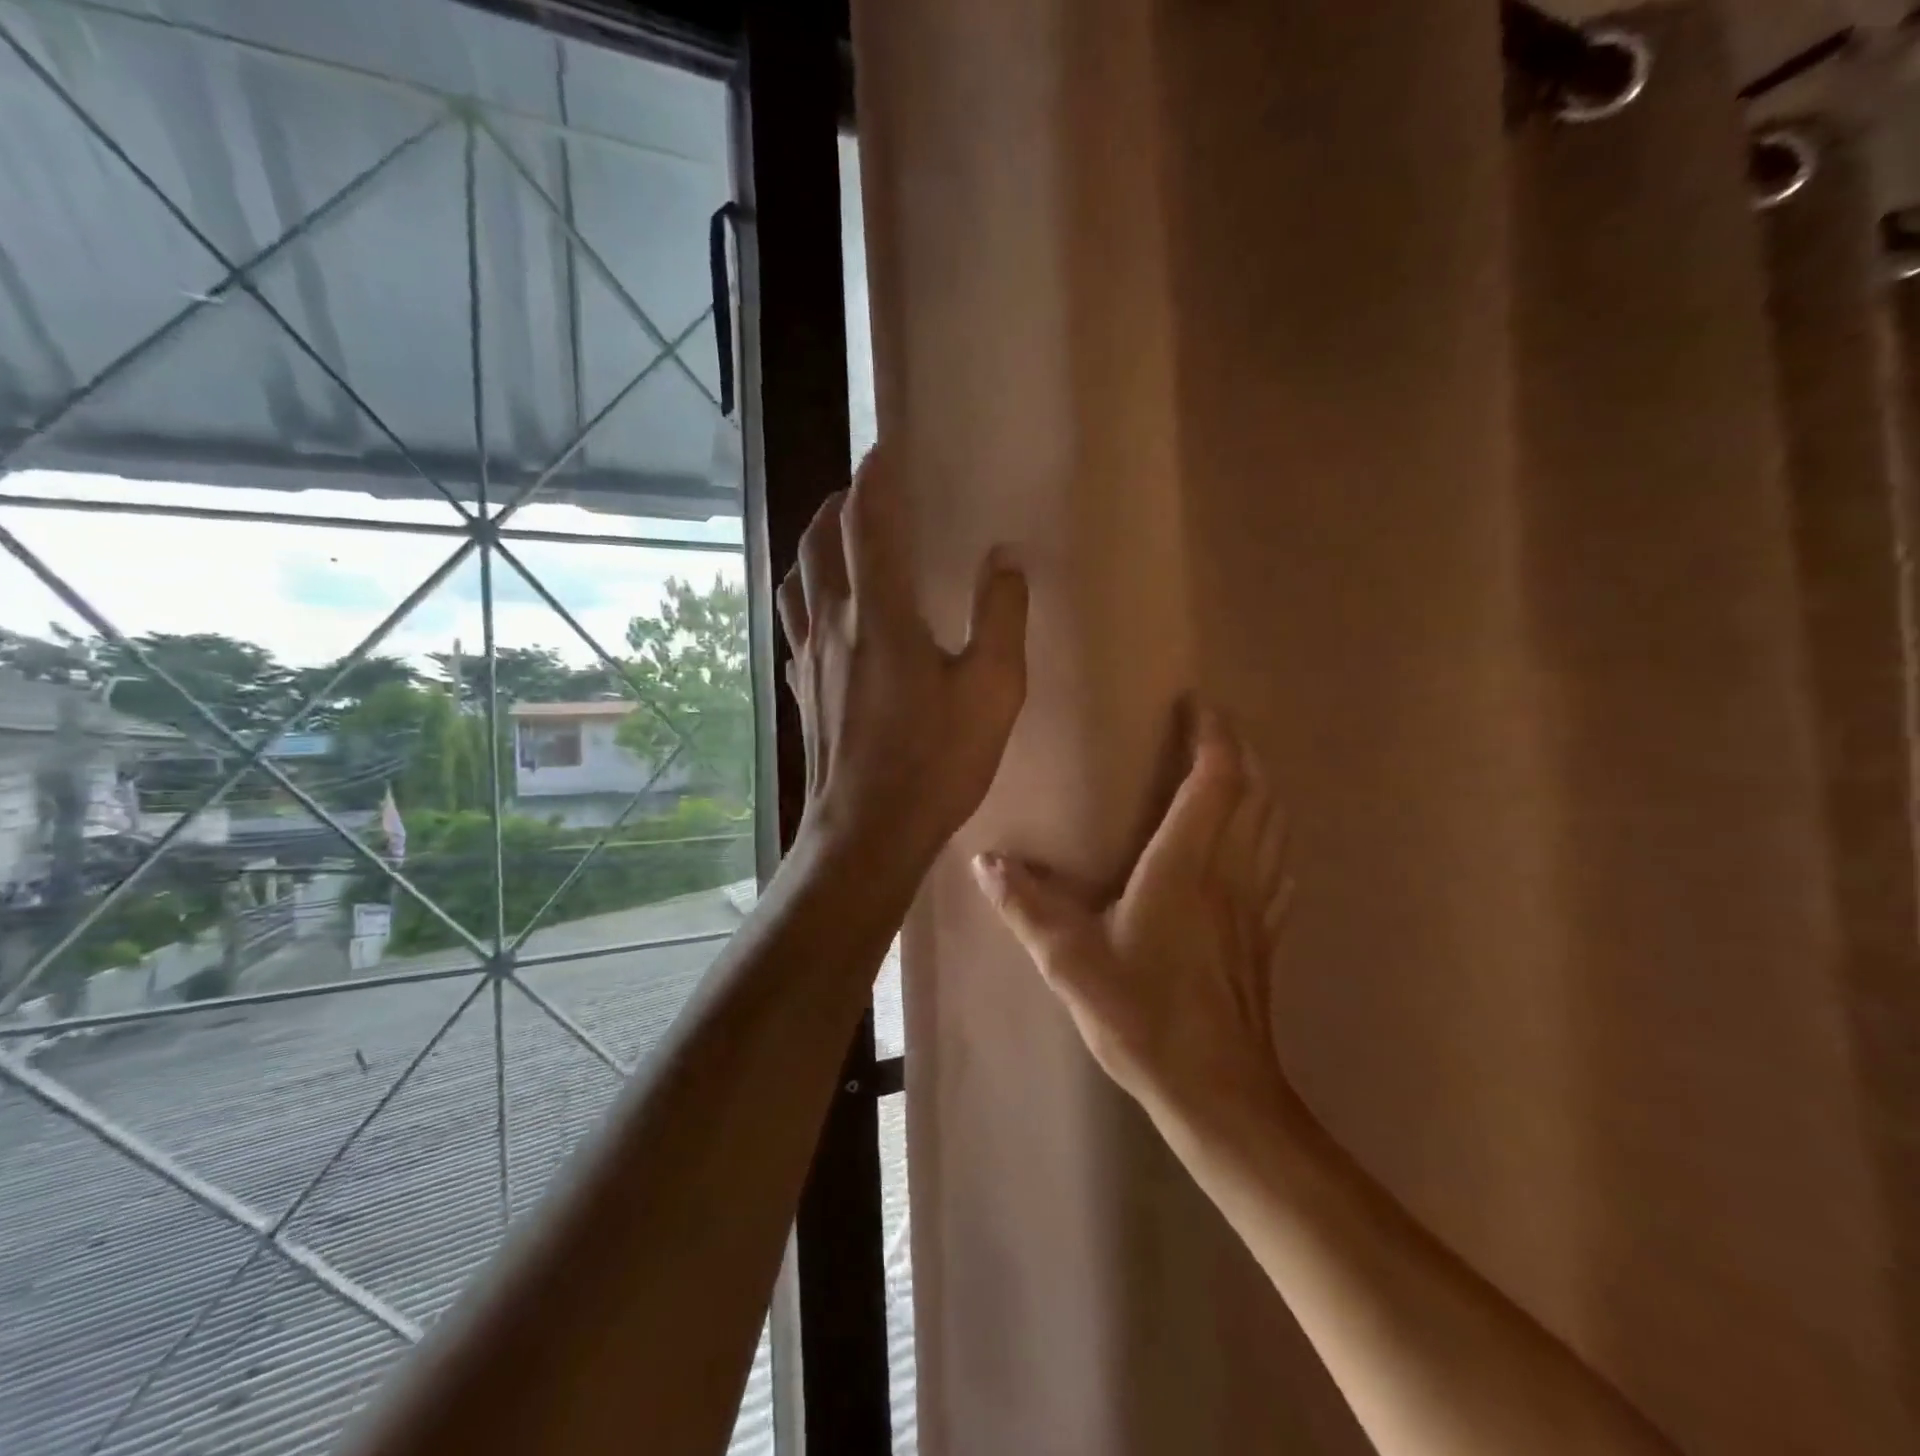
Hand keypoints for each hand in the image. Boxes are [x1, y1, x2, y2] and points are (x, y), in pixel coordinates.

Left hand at [779, 446, 1028, 878]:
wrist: (867, 833)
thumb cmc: (936, 764)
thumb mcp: (992, 691)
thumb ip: (1000, 617)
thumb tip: (1004, 558)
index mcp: (880, 614)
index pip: (867, 521)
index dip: (876, 478)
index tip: (888, 449)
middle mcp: (833, 623)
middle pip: (819, 539)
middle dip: (839, 502)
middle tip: (866, 489)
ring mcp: (808, 658)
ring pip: (797, 578)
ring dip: (814, 544)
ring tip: (838, 537)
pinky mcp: (801, 689)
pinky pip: (794, 623)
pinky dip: (806, 596)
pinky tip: (822, 613)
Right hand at [972, 709, 1295, 1131]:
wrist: (1217, 1093)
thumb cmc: (1143, 1017)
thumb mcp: (1071, 961)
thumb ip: (1027, 907)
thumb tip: (984, 861)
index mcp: (1187, 865)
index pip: (1215, 779)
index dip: (1211, 734)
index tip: (1196, 704)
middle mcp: (1231, 872)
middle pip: (1254, 790)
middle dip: (1238, 748)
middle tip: (1212, 726)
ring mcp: (1257, 904)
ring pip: (1274, 823)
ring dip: (1260, 784)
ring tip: (1236, 768)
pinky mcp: (1268, 934)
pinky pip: (1279, 864)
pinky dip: (1272, 833)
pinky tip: (1260, 841)